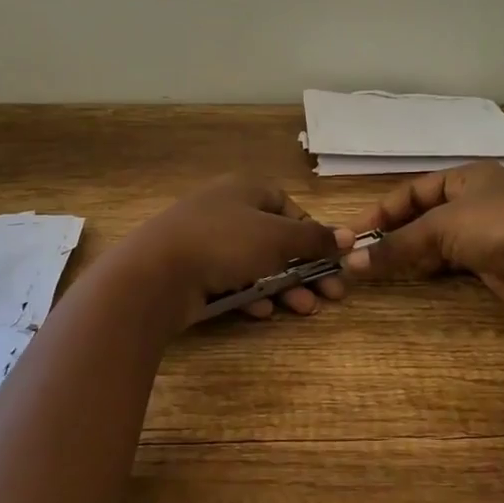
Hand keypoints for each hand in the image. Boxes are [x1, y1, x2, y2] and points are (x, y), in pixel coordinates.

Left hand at [110, 176, 347, 327]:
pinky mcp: (192, 271)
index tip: (329, 257)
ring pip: (255, 263)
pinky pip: (230, 281)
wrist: (156, 273)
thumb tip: (348, 236)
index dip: (311, 231)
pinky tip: (264, 313)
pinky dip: (251, 295)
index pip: (287, 205)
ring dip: (284, 287)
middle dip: (304, 268)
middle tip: (330, 295)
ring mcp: (206, 241)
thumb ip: (314, 239)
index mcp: (245, 189)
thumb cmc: (224, 242)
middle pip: (275, 239)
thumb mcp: (277, 238)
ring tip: (305, 309)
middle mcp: (226, 210)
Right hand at [341, 162, 503, 319]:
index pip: (414, 190)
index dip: (382, 210)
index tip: (354, 233)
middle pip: (425, 216)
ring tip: (381, 267)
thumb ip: (396, 245)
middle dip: (395, 233)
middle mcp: (476, 201)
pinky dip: (432, 268)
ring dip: (412, 253)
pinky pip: (454, 263)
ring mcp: (487, 233)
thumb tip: (352, 262)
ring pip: (439, 241)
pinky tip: (414, 276)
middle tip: (363, 253)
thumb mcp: (440, 227)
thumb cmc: (497, 223)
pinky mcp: (495, 263)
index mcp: (466, 177)